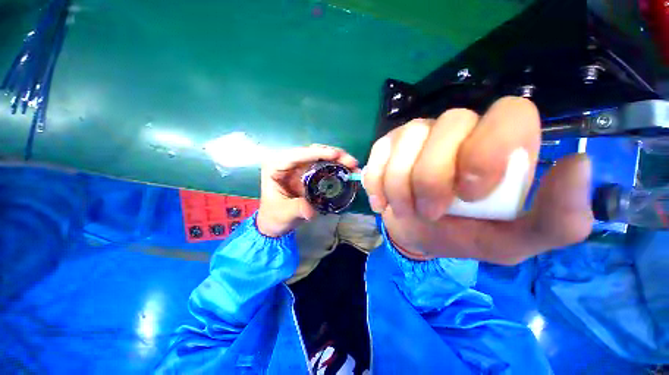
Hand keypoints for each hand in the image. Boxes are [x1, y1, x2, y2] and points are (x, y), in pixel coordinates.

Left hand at [257, 144, 358, 236]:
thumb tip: (312, 210)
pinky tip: (349, 171)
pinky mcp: (310, 174)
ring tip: (353, 166)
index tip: (334, 155)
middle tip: (351, 162)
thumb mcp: (284, 213)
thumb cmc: (275, 216)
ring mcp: (301, 167)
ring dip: (338, 159)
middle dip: (333, 154)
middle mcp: (290, 163)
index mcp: (276, 167)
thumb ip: (297, 209)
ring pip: (321, 157)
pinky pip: (325, 166)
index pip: (297, 155)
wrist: (277, 222)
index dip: (316, 153)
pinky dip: (338, 167)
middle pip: (312, 152)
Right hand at [364, 97, 593, 264]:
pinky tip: (382, 201)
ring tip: (403, 210)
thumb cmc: (466, 235)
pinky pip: (378, 154)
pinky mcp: (387, 145)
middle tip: (430, 212)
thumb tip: (579, 164)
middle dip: (432, 176)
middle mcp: (459, 129)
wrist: (419, 233)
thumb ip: (558, 219)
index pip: (511, 113)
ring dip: (400, 185)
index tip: (470, 193)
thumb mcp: (515, 241)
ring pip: (408, 140)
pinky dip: (377, 183)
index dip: (489, 149)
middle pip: (449, 124)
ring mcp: (418, 133)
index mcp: (500, 145)